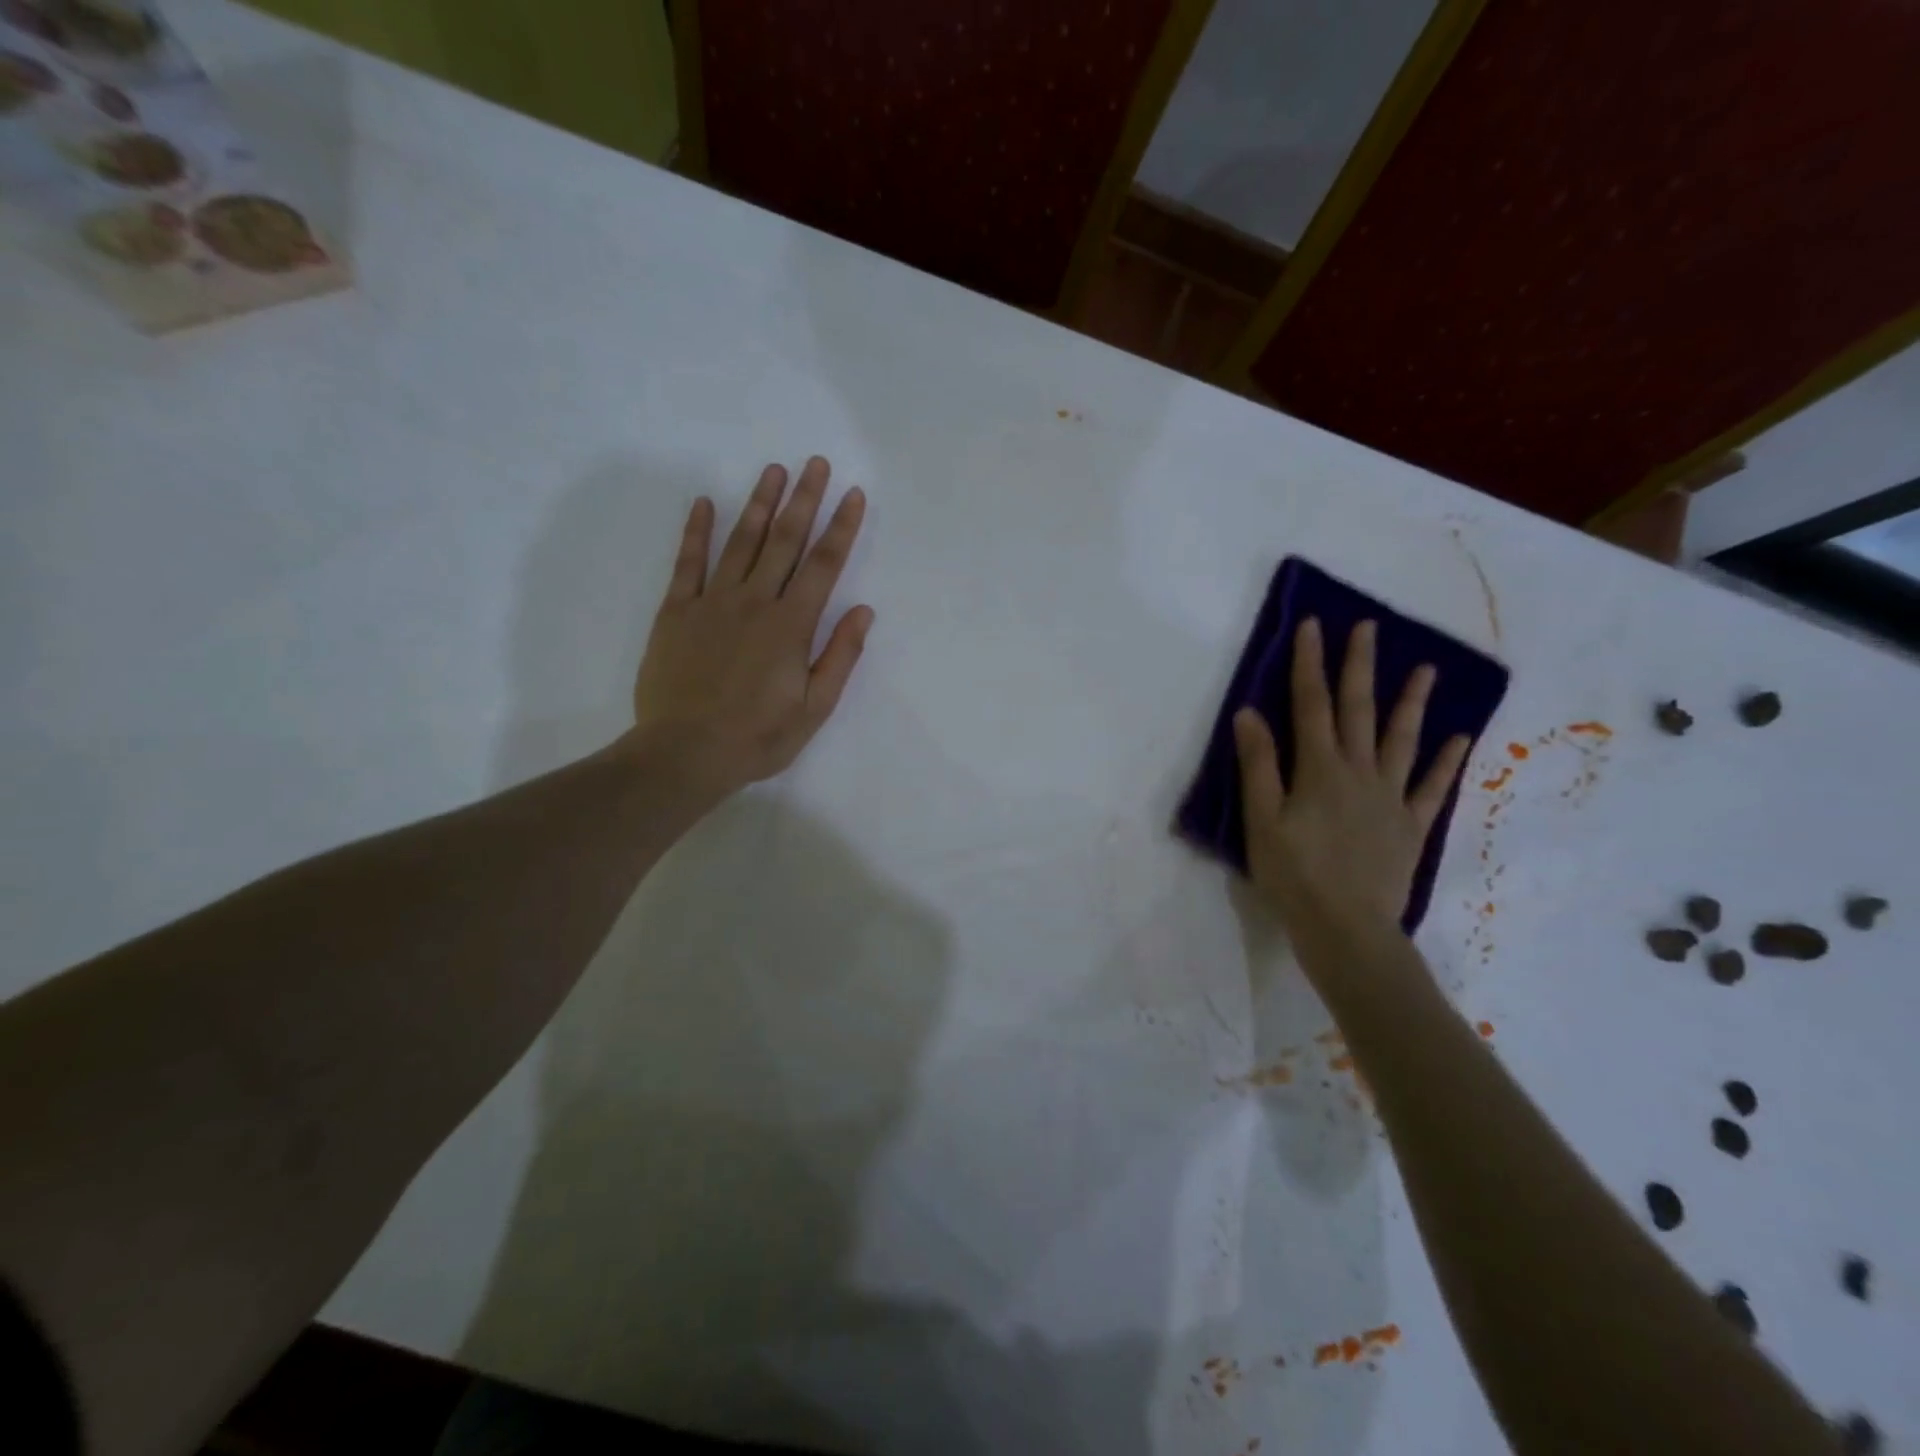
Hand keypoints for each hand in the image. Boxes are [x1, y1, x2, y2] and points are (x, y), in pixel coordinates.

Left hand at [631, 457, 872, 795]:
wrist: (685, 753)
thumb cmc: (758, 737)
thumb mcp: (815, 709)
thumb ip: (840, 657)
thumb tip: (864, 612)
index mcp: (791, 626)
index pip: (823, 565)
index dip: (841, 527)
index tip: (853, 495)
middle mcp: (754, 602)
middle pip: (784, 541)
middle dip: (804, 500)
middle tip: (815, 463)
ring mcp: (712, 602)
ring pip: (740, 542)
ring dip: (759, 504)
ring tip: (773, 470)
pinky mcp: (676, 612)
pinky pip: (688, 563)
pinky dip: (696, 531)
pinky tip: (704, 503)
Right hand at [1233, 619, 1468, 940]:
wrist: (1346, 928)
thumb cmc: (1293, 874)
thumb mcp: (1262, 820)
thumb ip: (1258, 765)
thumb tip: (1249, 713)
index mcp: (1319, 769)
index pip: (1311, 704)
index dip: (1309, 664)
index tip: (1312, 625)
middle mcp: (1359, 772)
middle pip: (1359, 710)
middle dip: (1359, 666)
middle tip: (1367, 627)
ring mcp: (1391, 798)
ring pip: (1402, 740)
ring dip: (1411, 702)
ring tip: (1424, 668)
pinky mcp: (1411, 826)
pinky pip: (1432, 788)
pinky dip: (1445, 762)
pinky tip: (1459, 739)